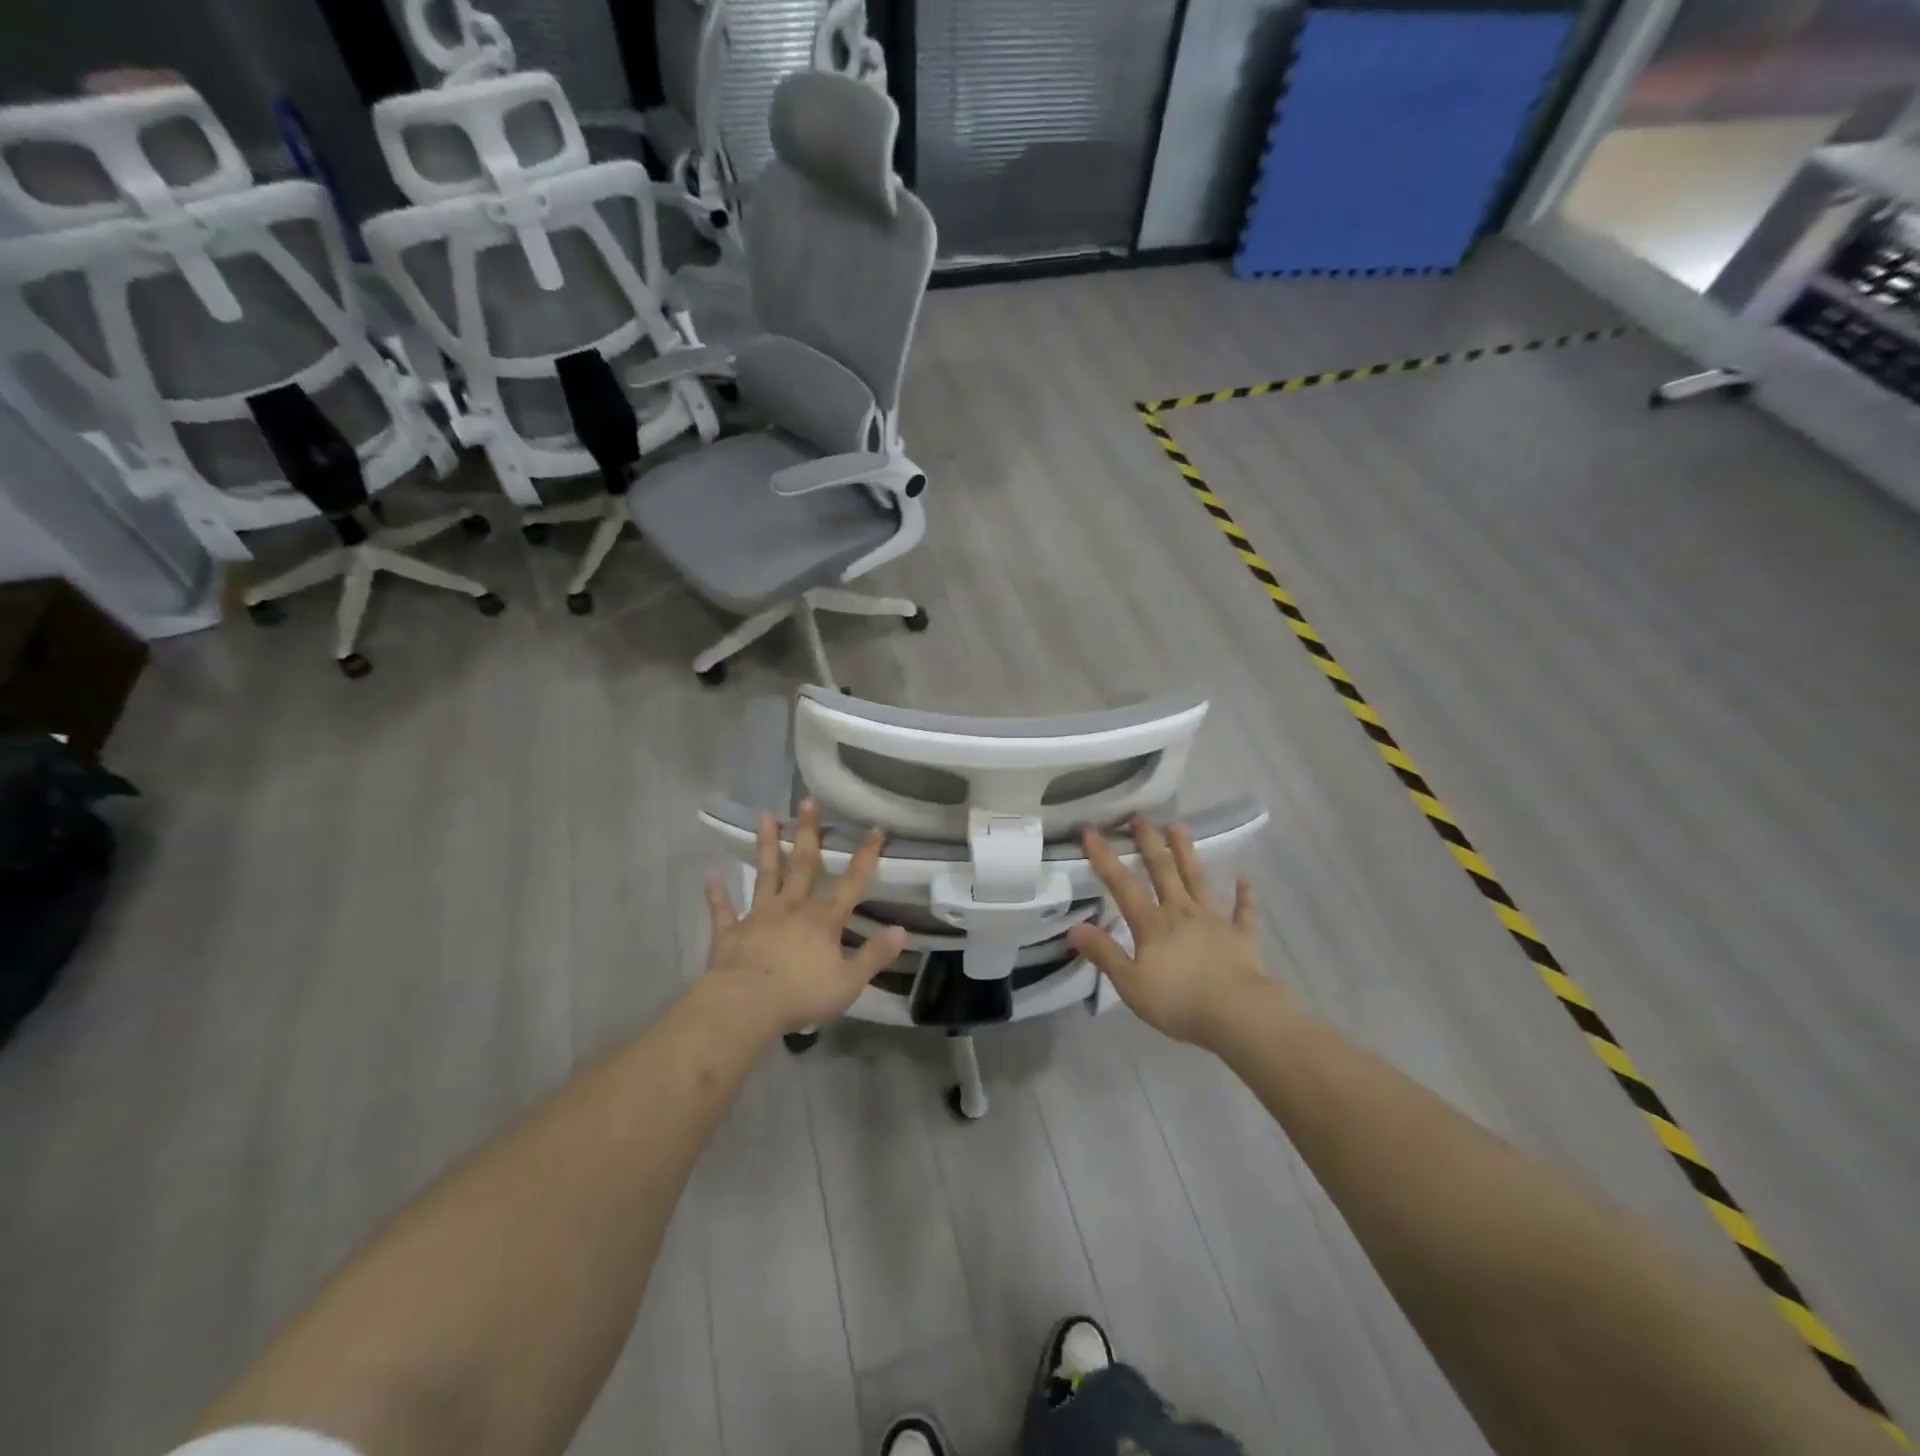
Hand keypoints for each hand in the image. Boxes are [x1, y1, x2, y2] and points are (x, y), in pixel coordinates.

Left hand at [703, 800, 907, 1034]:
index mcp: (823, 920)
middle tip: (807, 802)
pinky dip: (716, 892)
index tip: (875, 829)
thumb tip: (902, 931)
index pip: (851, 883)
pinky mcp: (730, 932)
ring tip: (765, 816)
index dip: (865, 857)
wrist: (745, 1005)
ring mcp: (759, 916)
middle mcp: (792, 907)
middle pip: (803, 865)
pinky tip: (711, 873)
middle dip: (808, 833)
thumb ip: (875, 955)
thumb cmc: (801, 994)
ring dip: (766, 846)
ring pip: (766, 875)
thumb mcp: (848, 981)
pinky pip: (723, 909)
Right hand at [1066, 817, 1278, 1050]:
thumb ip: (1104, 953)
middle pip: (1163, 871)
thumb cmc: (1179, 1001)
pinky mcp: (1243, 937)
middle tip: (1140, 816)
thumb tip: (1074, 927)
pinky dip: (1244, 896)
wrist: (1238, 1014)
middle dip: (1149, 843)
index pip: (1122, 885)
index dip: (1105, 858)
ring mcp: (1215, 921)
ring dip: (1188, 853)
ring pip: (1199, 880)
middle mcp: (1182, 913)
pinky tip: (1245, 879)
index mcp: (1152, 925)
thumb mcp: (1130, 984)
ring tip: (1180, 826)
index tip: (1091, 830)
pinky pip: (1243, 912)